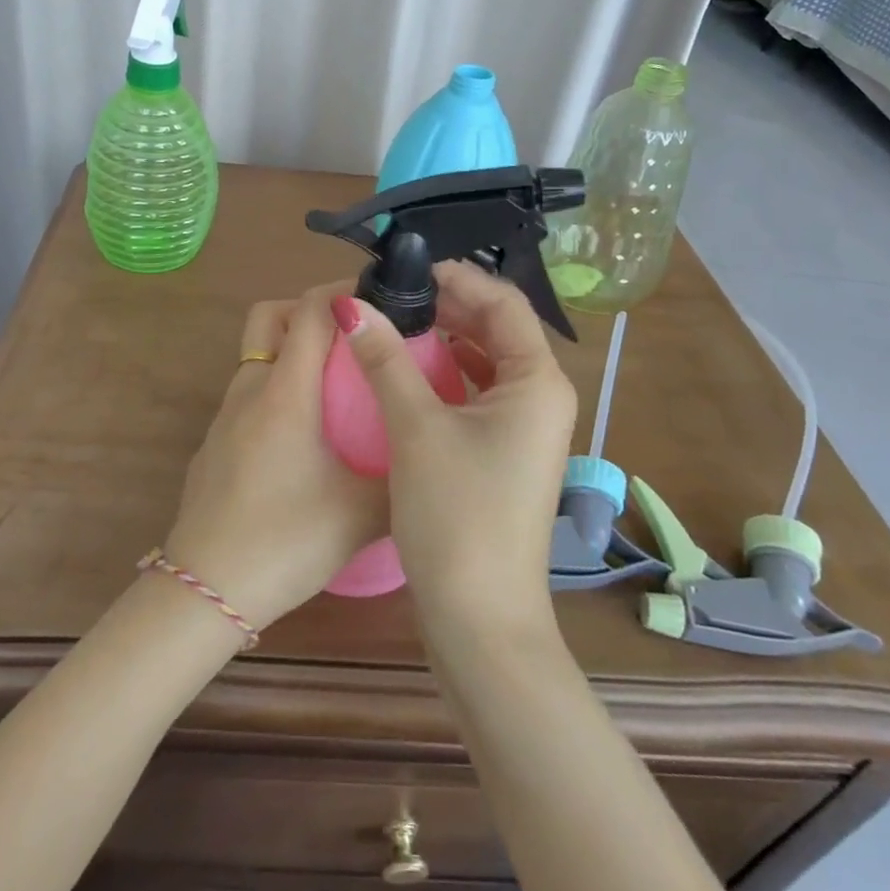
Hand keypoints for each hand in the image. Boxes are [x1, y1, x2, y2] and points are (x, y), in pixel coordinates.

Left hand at [161, 284, 388, 631]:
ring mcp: (225, 415)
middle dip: (309, 310)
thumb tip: (429, 457)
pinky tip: (303, 435)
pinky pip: (249, 392)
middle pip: (271, 315)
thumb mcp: (361, 514)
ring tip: (335, 384)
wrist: (204, 588)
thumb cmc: (286, 540)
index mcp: (286, 391)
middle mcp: (250, 389)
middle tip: (351, 337)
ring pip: (257, 354)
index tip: (379, 298)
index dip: (343, 291)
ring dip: (292, 350)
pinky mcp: (215, 442)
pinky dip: (277, 389)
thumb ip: (401, 477)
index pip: (310, 310)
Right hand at [333, 261, 574, 632]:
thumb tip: (349, 304)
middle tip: (392, 293)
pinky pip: (476, 393)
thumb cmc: (457, 515)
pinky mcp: (502, 453)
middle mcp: (541, 397)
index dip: (457, 278)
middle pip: (496, 329)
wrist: (480, 622)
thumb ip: (384, 359)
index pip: (503, 302)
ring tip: (395, 322)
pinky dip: (445, 374)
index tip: (405, 269)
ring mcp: (524, 429)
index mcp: (537, 381)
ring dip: (444, 339)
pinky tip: (407, 370)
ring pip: (485, 362)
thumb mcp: (415, 428)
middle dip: (447, 305)